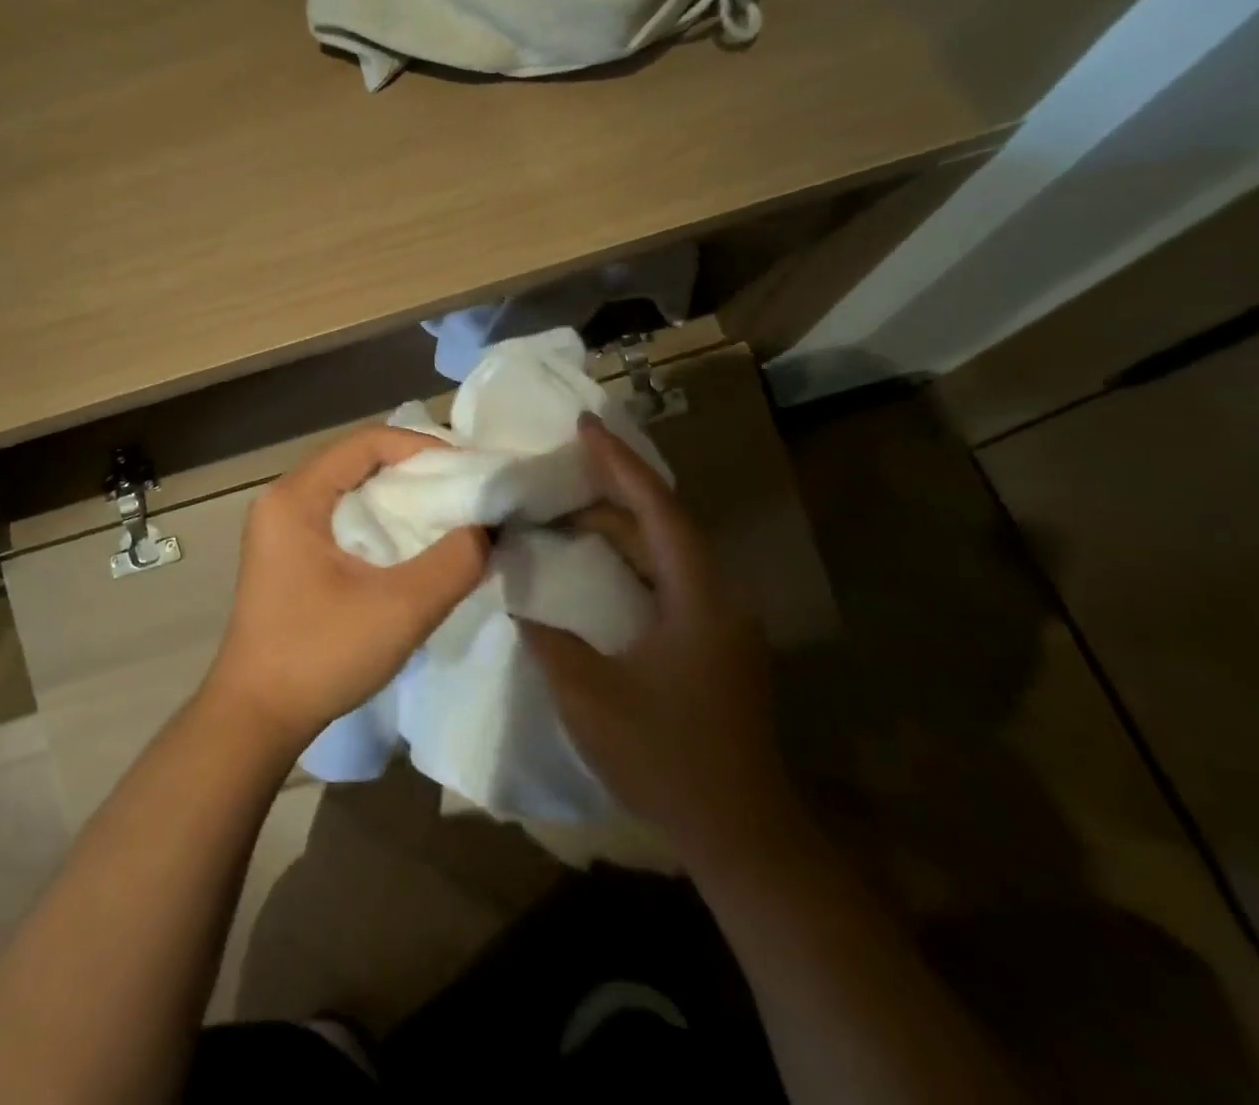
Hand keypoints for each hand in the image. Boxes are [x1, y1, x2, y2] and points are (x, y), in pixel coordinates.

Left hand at [203, 426, 488, 755]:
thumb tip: (486, 528)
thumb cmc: (320, 654)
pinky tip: (410, 544)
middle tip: (464, 490)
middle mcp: (283, 500)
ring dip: (398, 497)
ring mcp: (280, 529)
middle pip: (357, 460)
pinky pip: (340, 517)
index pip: (366, 442)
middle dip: (414, 470)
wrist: (256, 717)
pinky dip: (379, 520)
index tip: (467, 470)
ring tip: (447, 514)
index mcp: (295, 496)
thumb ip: (454, 562)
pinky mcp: (288, 555)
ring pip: (349, 489)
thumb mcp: (400, 608)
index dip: (421, 447)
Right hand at [521, 414, 802, 871]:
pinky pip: (667, 578)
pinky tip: (592, 564)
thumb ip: (547, 636)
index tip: (583, 425)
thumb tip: (517, 597)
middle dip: (612, 488)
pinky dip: (628, 559)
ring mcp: (720, 620)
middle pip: (663, 521)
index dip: (618, 463)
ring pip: (666, 551)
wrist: (741, 833)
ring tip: (565, 506)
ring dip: (619, 525)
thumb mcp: (588, 693)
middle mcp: (718, 594)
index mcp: (698, 595)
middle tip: (559, 466)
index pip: (656, 508)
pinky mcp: (713, 642)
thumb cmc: (665, 756)